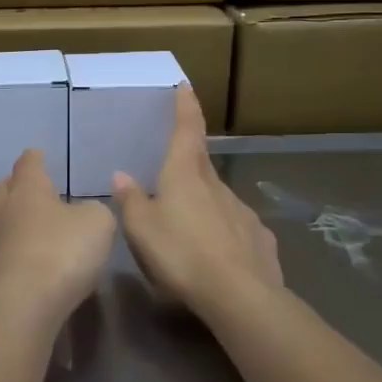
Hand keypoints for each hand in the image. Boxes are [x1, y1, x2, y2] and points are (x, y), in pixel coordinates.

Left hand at [0, 150, 116, 327]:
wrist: (24, 306)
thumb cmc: (62, 251)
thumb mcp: (98, 223)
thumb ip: (95, 210)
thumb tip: (85, 213)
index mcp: (28, 189)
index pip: (28, 164)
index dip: (35, 158)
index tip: (38, 154)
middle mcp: (6, 211)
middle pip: (5, 189)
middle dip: (17, 185)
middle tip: (33, 187)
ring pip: (3, 221)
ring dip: (18, 220)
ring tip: (38, 225)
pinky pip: (8, 251)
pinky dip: (20, 249)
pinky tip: (36, 257)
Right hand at [112, 86, 281, 317]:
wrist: (239, 295)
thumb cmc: (181, 254)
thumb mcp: (142, 229)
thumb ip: (131, 200)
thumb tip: (121, 175)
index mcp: (185, 175)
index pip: (186, 130)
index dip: (185, 107)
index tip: (186, 86)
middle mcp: (216, 185)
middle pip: (201, 164)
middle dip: (188, 161)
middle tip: (173, 169)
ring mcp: (242, 211)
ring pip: (218, 199)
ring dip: (204, 204)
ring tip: (189, 228)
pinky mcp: (259, 239)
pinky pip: (236, 229)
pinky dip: (224, 234)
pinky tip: (218, 255)